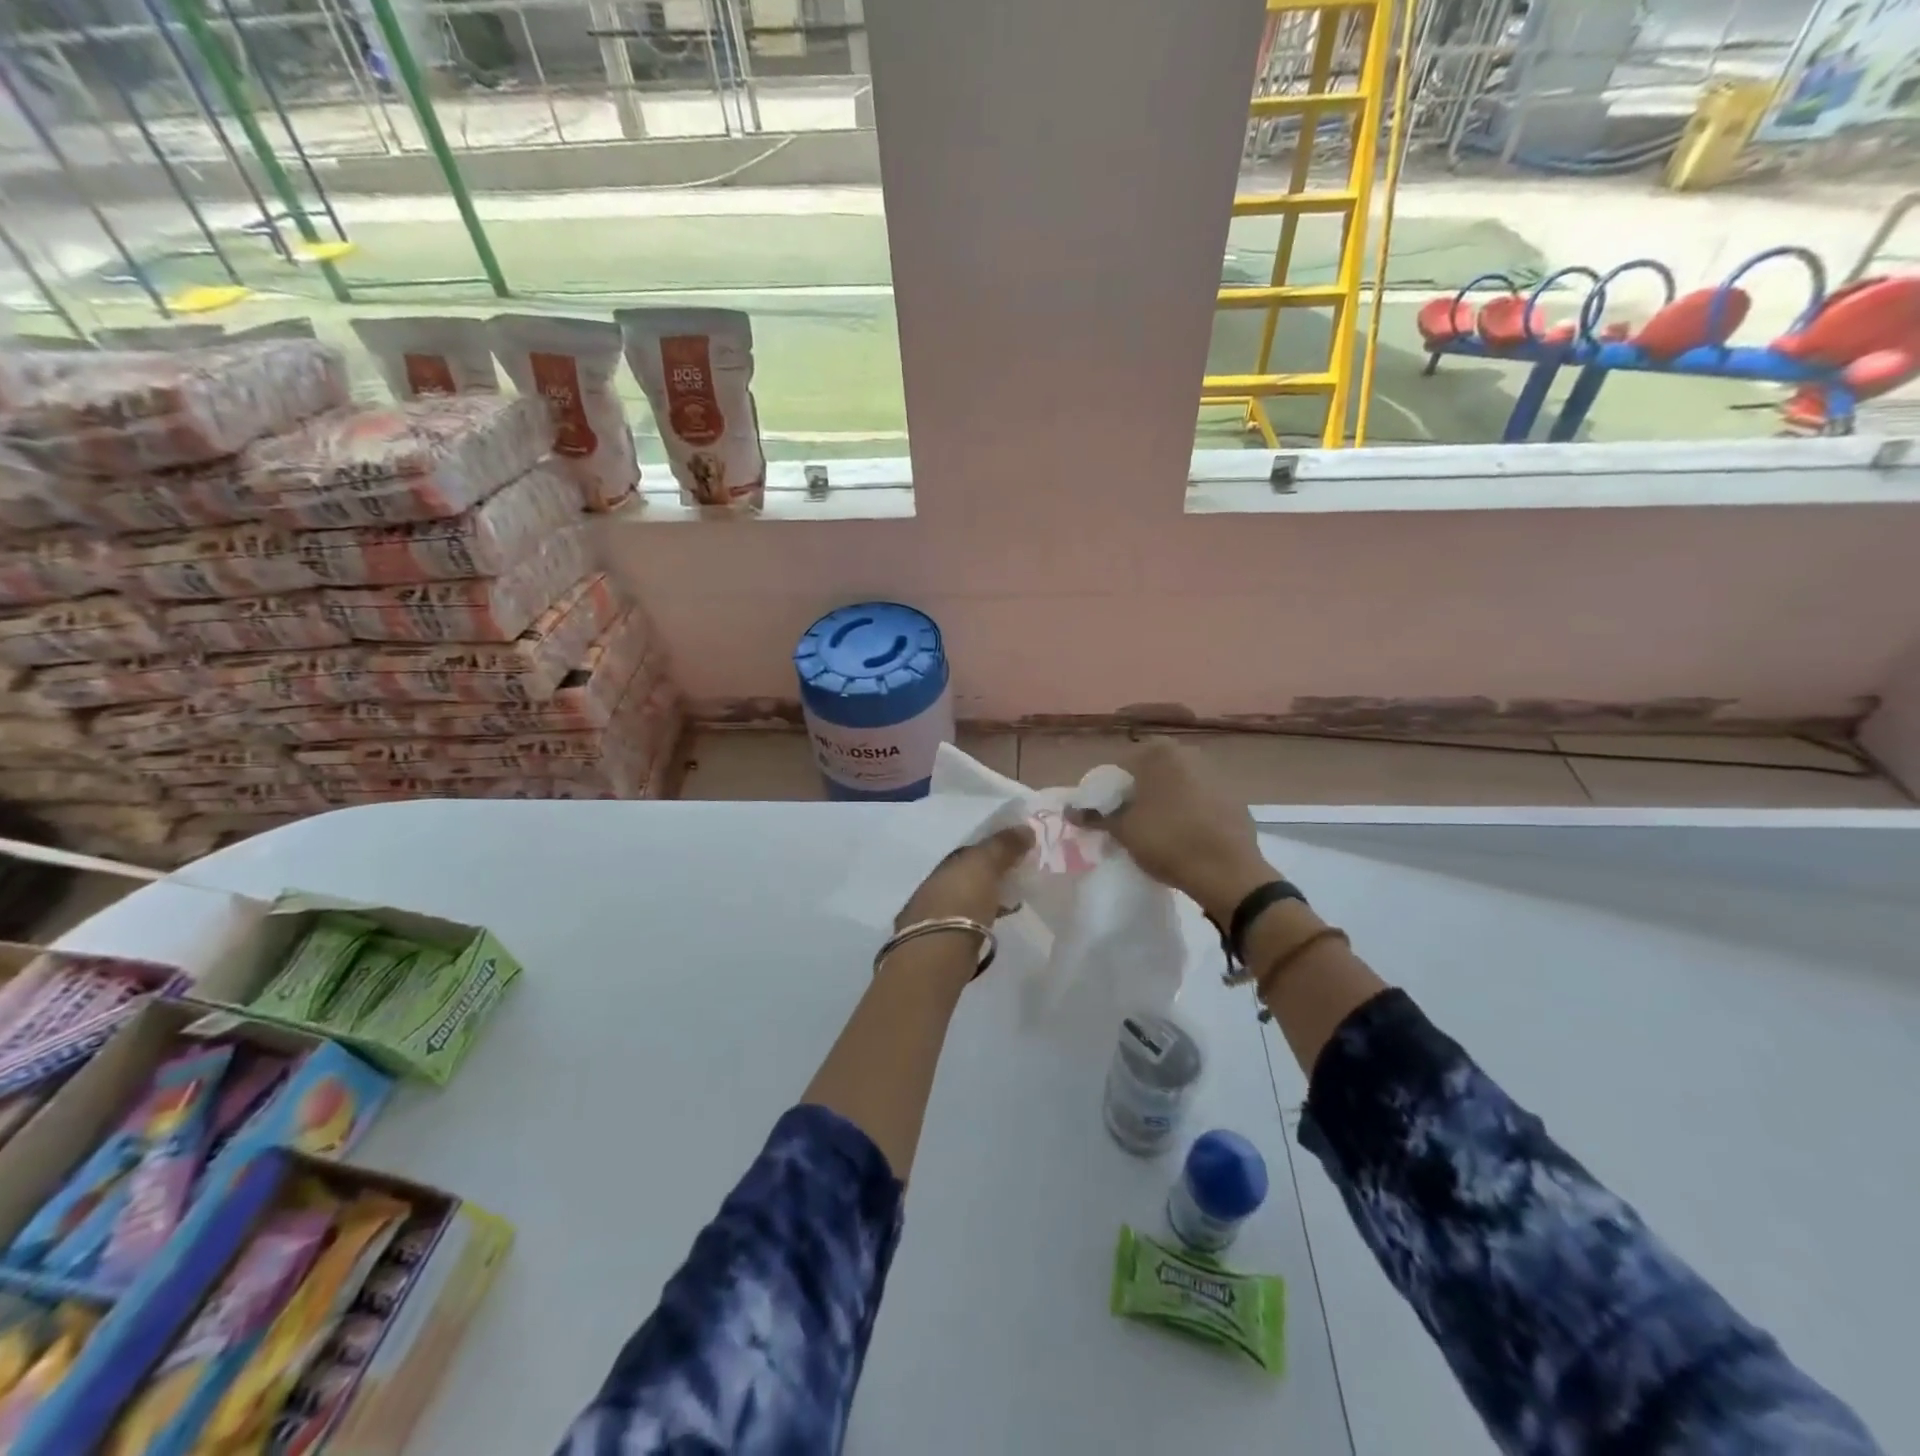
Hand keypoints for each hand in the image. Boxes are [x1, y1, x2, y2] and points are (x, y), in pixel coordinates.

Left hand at [895, 824, 1034, 930]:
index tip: (1020, 849)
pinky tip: (998, 920)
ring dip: (988, 894)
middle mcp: (938, 884)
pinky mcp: (944, 939)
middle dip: (991, 872)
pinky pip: (971, 918)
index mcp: (947, 863)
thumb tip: (1026, 828)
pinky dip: (984, 915)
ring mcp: (938, 913)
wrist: (937, 951)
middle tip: (1019, 873)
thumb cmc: (962, 900)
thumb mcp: (984, 864)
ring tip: (1014, 898)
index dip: (996, 847)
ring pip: (969, 896)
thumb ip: (1003, 846)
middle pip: (970, 873)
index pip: (973, 850)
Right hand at [1071, 737, 1273, 920]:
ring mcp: (1216, 774)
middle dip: (1137, 791)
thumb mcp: (1123, 830)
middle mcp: (1188, 753)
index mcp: (1159, 753)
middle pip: (1151, 771)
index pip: (1121, 765)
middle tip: (1127, 820)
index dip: (1108, 789)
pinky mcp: (1234, 797)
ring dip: (1163, 800)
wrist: (1228, 872)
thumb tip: (1069, 810)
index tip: (1104, 813)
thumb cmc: (1167, 841)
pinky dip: (1188, 810)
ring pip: (1177, 784)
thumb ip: (1095, 816)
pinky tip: (1184, 835)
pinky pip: (1200, 799)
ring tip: (1155, 829)